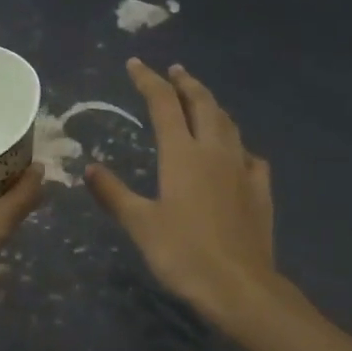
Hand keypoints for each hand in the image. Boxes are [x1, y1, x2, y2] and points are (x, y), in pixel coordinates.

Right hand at [85, 59, 278, 325]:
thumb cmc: (183, 254)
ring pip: (229, 124)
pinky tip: (237, 153)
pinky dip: (238, 145)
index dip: (148, 80)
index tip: (135, 64)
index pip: (163, 104)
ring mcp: (242, 169)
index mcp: (182, 155)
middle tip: (175, 70)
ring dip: (213, 105)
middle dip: (187, 83)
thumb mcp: (140, 224)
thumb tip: (90, 168)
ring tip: (202, 100)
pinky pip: (250, 156)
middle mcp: (214, 152)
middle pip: (203, 104)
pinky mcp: (260, 190)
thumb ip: (114, 193)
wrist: (239, 286)